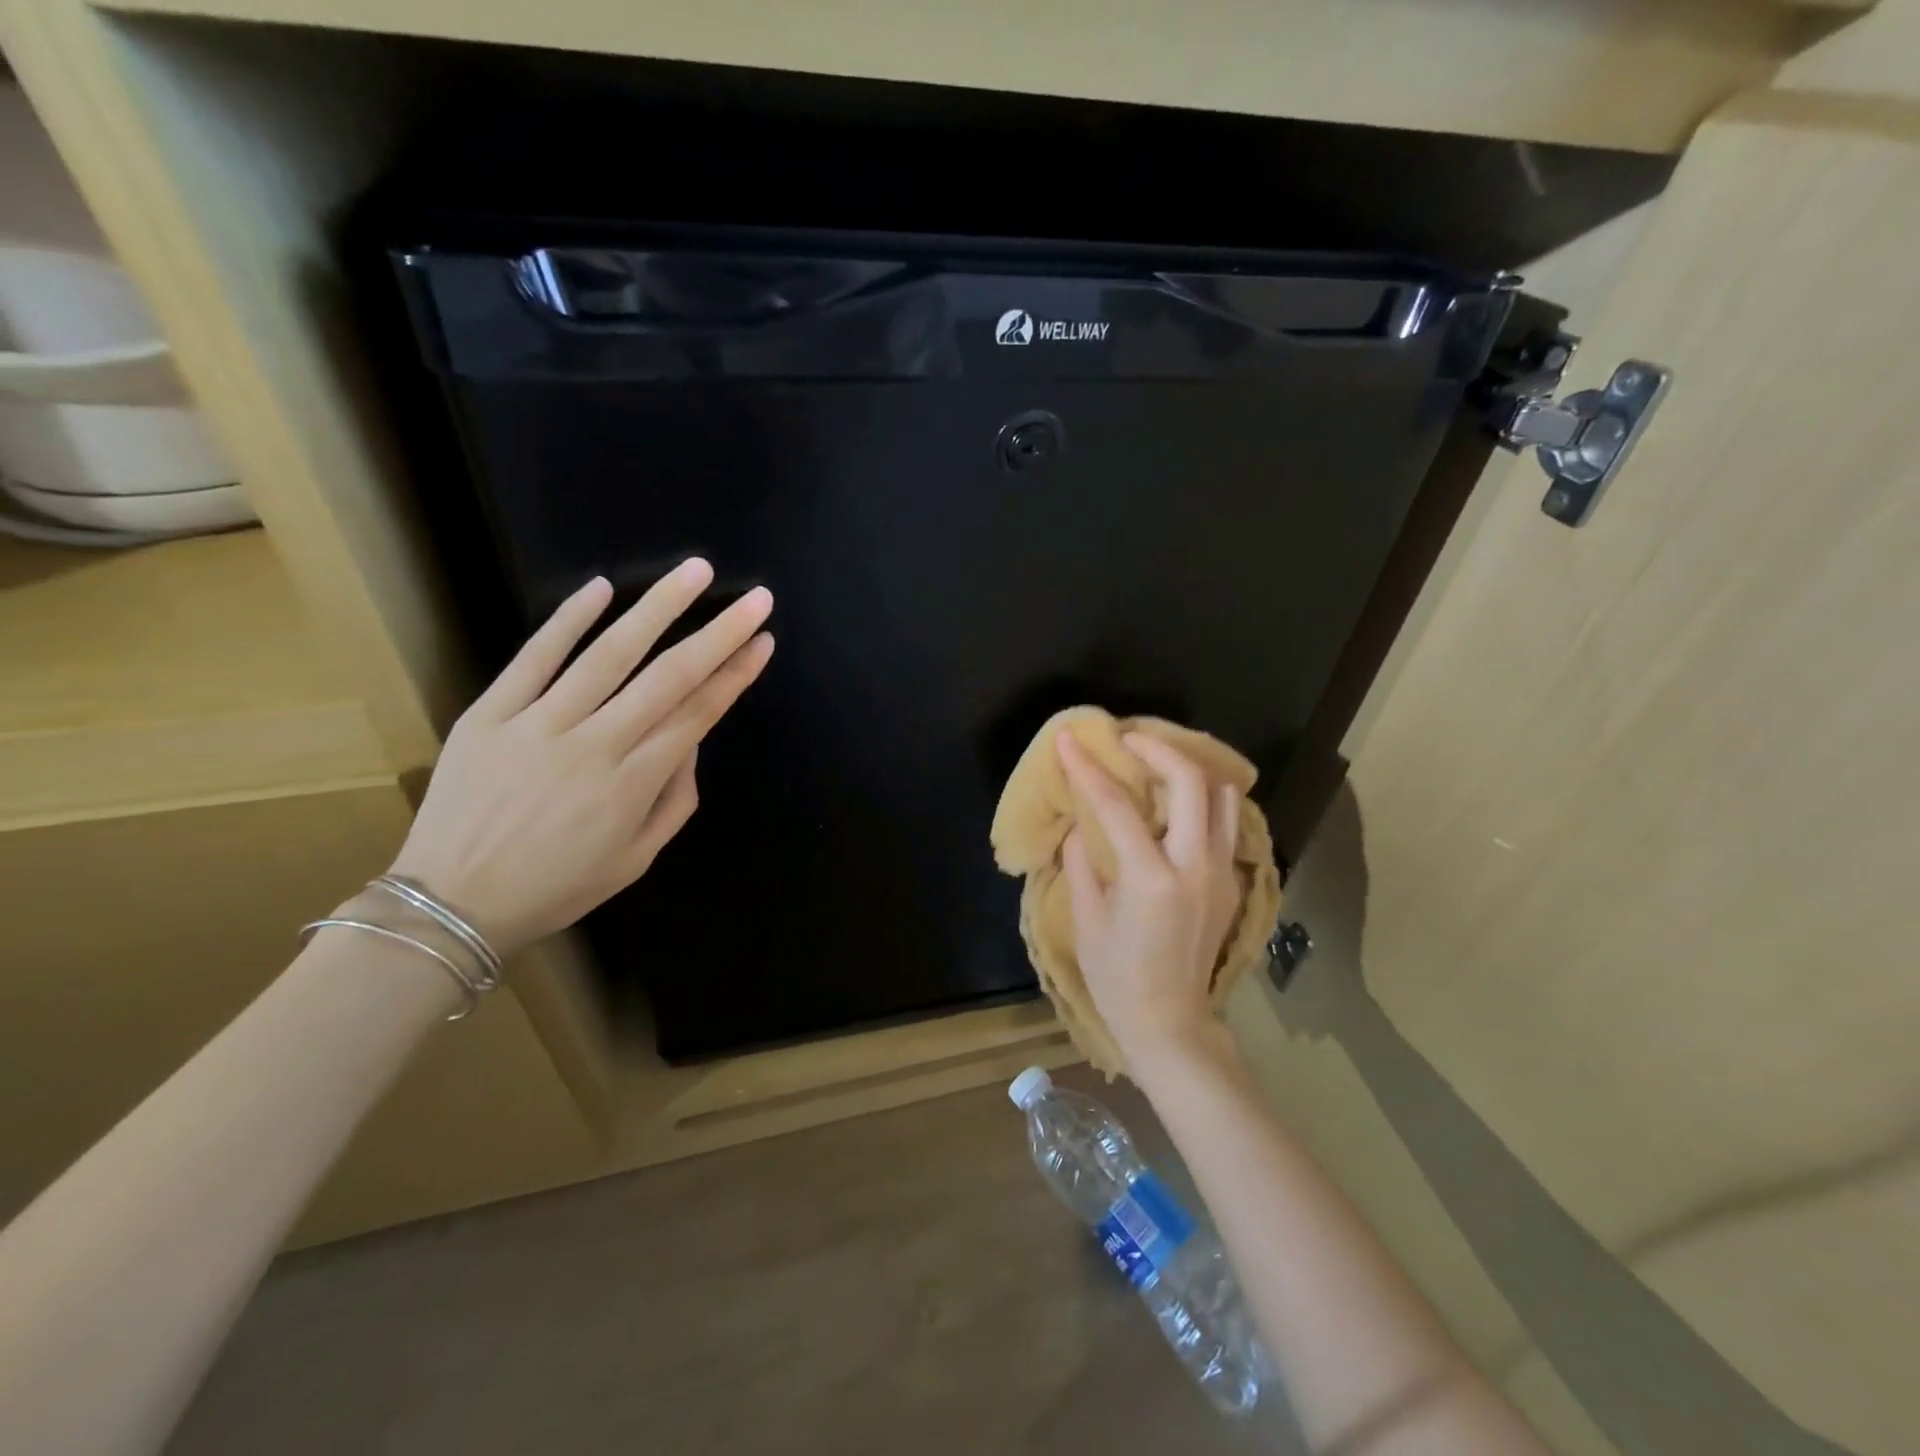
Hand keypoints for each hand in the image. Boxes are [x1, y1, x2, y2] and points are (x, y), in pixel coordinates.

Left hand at [390, 560, 773, 956]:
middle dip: (719, 633)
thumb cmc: (556, 887)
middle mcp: (595, 745)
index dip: (735, 674)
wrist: (450, 904)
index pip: (698, 714)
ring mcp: (539, 724)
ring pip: (609, 654)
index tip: (763, 641)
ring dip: (657, 608)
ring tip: (693, 572)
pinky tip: (601, 587)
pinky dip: (567, 620)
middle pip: (669, 677)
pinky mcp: (490, 713)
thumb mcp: (635, 860)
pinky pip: (534, 658)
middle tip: (755, 598)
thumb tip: (691, 744)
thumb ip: (675, 801)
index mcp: (632, 785)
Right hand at [1056, 730, 1241, 1066]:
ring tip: (1156, 767)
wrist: (1170, 1023)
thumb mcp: (1086, 918)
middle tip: (1128, 741)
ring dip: (1189, 772)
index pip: (1116, 804)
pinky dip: (1202, 801)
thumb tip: (1082, 823)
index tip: (1068, 739)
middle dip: (1158, 749)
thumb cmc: (1116, 977)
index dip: (1087, 767)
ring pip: (1223, 797)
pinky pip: (1224, 824)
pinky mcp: (1231, 883)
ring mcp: (1222, 874)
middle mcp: (1195, 867)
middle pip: (1192, 782)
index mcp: (1150, 879)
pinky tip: (1173, 807)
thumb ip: (1081, 861)